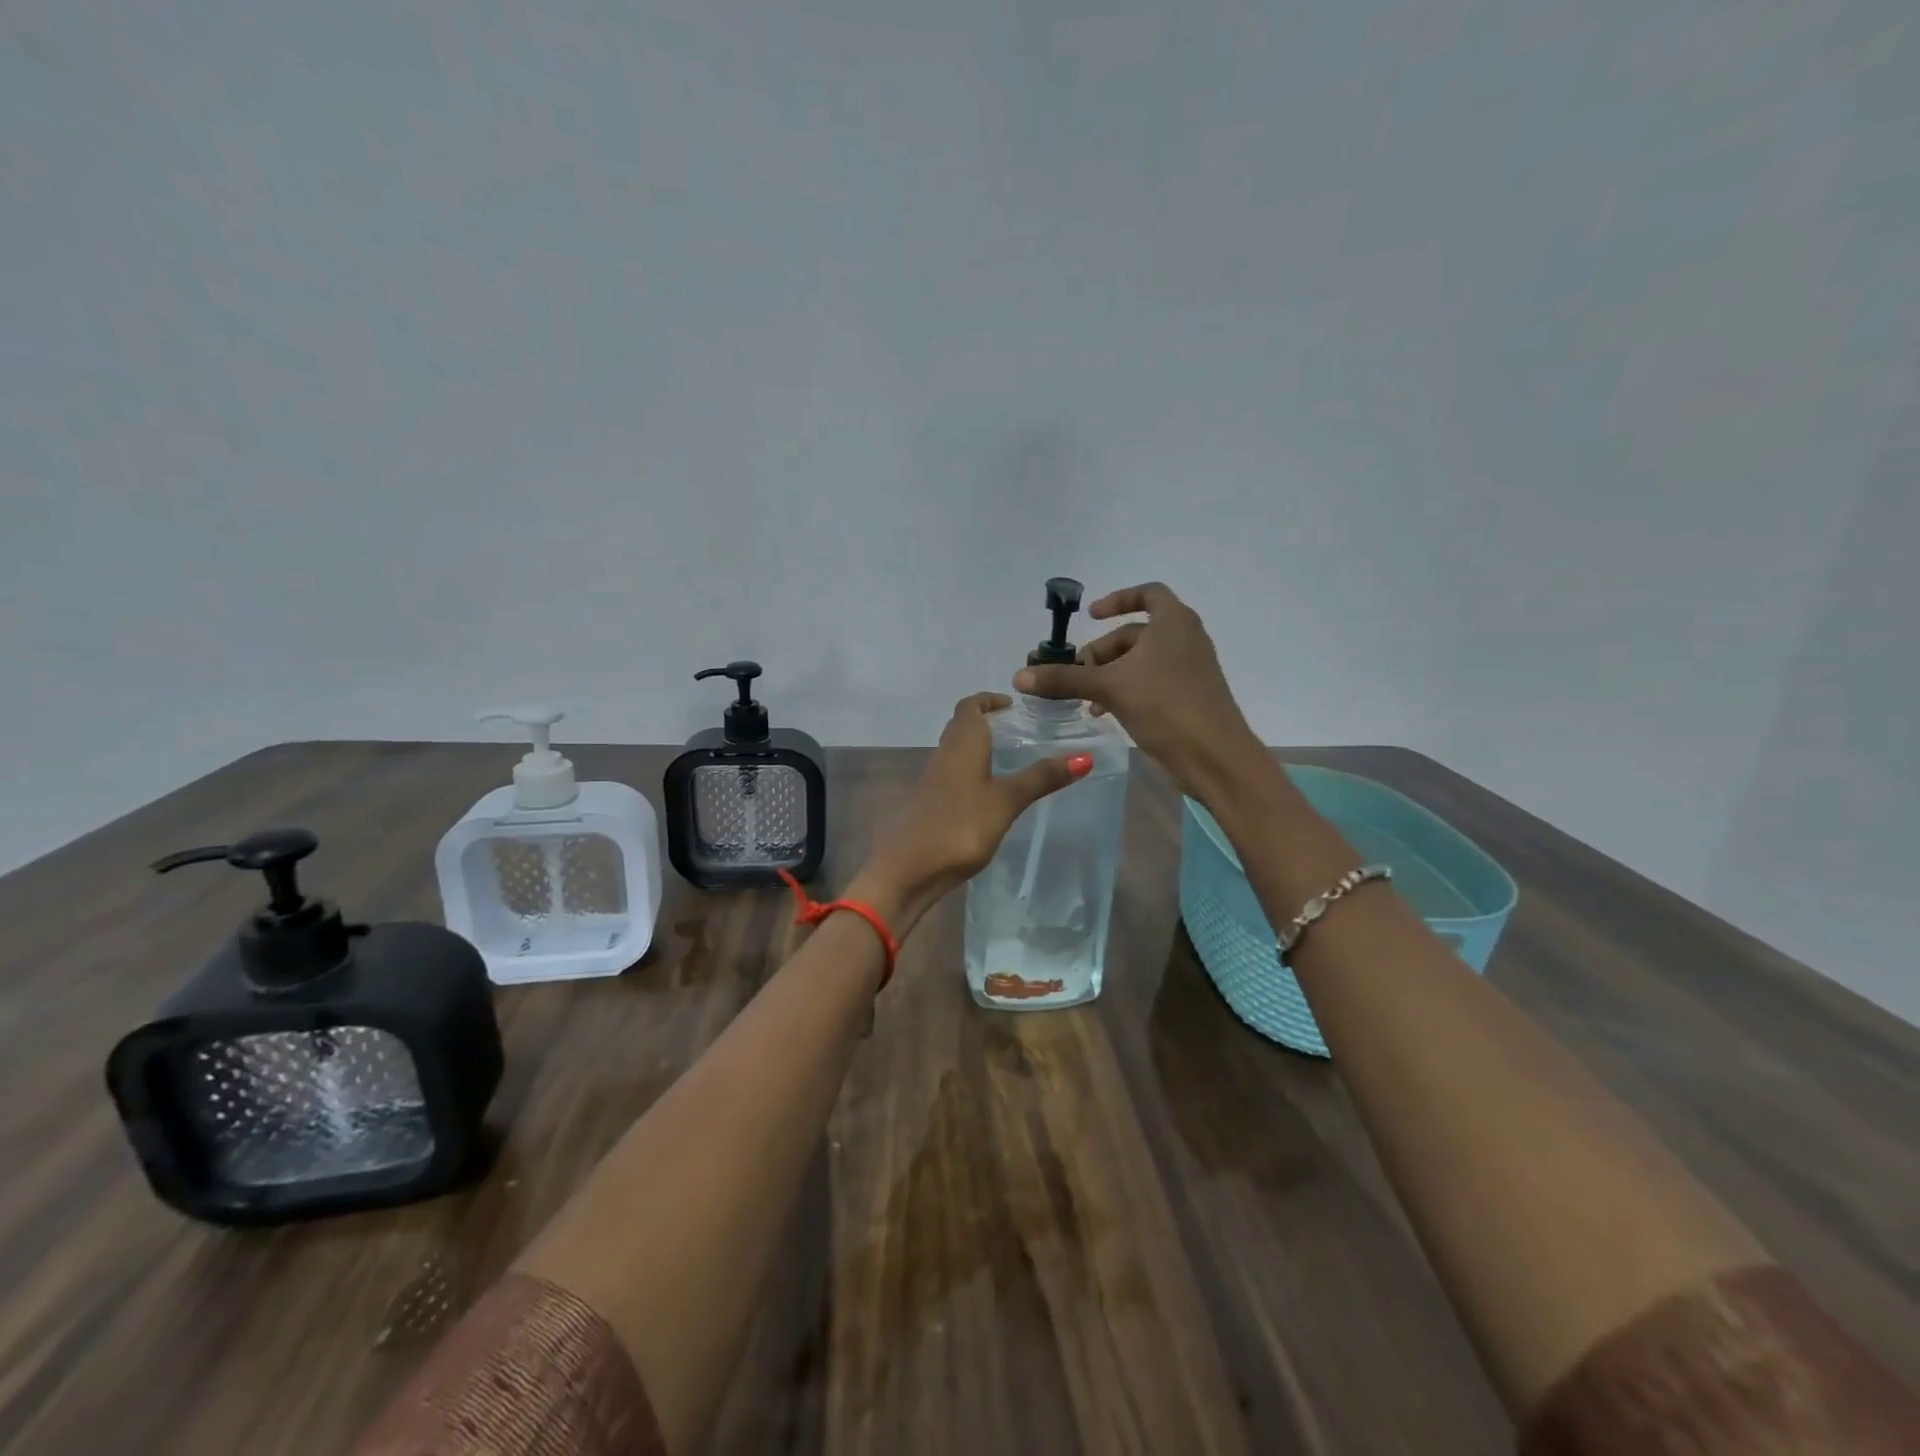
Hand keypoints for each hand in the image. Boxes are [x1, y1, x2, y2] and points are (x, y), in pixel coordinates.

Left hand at [848, 694, 1089, 930]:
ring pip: (955, 750)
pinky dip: (970, 772)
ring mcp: (932, 780)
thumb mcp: (1006, 801)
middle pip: (961, 726)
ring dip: (977, 747)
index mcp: (962, 743)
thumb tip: (1084, 757)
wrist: (907, 868)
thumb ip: (1041, 778)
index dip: (988, 700)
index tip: (1012, 705)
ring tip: (1008, 759)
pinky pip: (951, 774)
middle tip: (1015, 730)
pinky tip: (986, 794)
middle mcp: (944, 754)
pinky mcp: (928, 803)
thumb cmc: (959, 826)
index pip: (970, 706)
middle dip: (985, 721)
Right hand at [1014, 582, 1263, 804]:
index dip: (1117, 600)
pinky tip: (1106, 713)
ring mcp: (1189, 669)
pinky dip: (1127, 689)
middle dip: (1102, 651)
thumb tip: (1019, 676)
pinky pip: (1151, 682)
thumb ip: (1064, 679)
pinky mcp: (1188, 696)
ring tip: (1087, 700)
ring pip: (1141, 661)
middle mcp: (1185, 638)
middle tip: (1077, 674)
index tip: (1091, 616)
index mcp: (1174, 622)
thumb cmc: (1165, 706)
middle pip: (1135, 633)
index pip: (1147, 594)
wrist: (1214, 757)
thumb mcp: (1109, 688)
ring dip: (1110, 675)